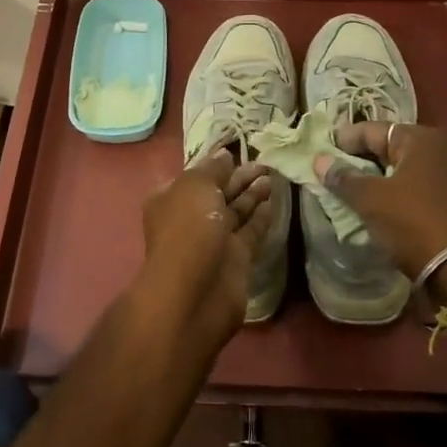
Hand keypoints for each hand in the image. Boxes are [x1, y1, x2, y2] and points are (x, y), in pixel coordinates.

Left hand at [139, 149, 274, 351]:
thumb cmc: (188, 230)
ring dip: (252, 194)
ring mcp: (213, 240)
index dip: (217, 164)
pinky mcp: (235, 259)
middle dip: (239, 178)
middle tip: (265, 163)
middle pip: (218, 192)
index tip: (239, 152)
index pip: (197, 175)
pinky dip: (260, 217)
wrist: (194, 295)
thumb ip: (213, 169)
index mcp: (172, 198)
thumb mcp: (195, 187)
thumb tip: (224, 156)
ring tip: (272, 176)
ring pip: (236, 211)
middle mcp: (191, 218)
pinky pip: (250, 232)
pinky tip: (273, 201)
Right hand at [313, 122, 446, 280]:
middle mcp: (437, 148)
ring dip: (376, 178)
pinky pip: (414, 186)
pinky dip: (394, 192)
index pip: (371, 130)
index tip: (320, 153)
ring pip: (400, 168)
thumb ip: (343, 177)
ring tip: (350, 191)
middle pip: (387, 147)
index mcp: (419, 138)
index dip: (343, 140)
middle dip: (360, 159)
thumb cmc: (413, 223)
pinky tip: (377, 206)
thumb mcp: (371, 199)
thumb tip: (319, 160)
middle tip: (332, 173)